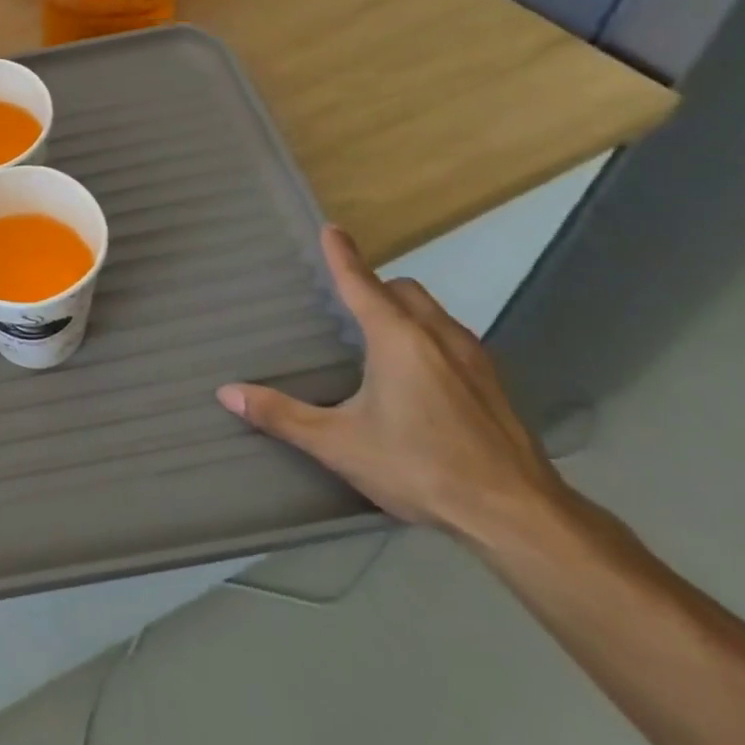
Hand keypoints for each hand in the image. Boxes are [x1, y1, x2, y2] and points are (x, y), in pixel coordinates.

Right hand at [216, 226, 567, 546]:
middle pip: (404, 291)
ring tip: (381, 337)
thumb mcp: (340, 444)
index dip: (343, 256)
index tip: (331, 229)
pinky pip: (454, 340)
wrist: (518, 515)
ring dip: (406, 311)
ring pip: (434, 314)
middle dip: (377, 286)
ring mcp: (474, 360)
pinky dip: (429, 338)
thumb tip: (227, 392)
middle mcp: (438, 336)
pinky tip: (421, 378)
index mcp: (397, 339)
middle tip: (351, 301)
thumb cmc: (421, 467)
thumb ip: (283, 416)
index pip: (362, 284)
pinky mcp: (494, 386)